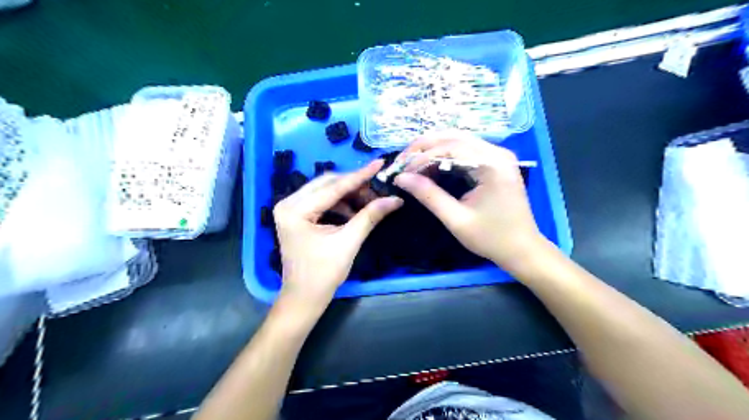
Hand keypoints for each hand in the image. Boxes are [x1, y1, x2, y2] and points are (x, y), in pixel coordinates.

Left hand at [274, 161, 403, 310]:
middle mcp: (288, 203)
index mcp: (295, 210)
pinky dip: (340, 203)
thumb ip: (370, 216)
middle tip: (377, 189)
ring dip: (348, 194)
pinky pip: (321, 200)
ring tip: (369, 202)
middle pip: (327, 183)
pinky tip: (354, 211)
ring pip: (325, 190)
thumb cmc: (323, 274)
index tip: (379, 163)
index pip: (333, 187)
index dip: (360, 176)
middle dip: (354, 185)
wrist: (304, 297)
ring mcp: (290, 208)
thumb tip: (395, 199)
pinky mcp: (296, 215)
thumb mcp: (348, 242)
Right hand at [393, 129, 545, 270]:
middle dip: (423, 147)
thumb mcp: (456, 219)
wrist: (523, 249)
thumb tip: (401, 178)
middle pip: (453, 137)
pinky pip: (466, 150)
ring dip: (432, 149)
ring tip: (412, 164)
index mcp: (492, 164)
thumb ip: (429, 195)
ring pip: (458, 140)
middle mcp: (497, 152)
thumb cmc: (491, 238)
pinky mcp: (496, 162)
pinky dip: (445, 155)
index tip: (400, 172)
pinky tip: (431, 166)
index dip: (421, 158)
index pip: (449, 148)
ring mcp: (498, 155)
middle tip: (402, 162)